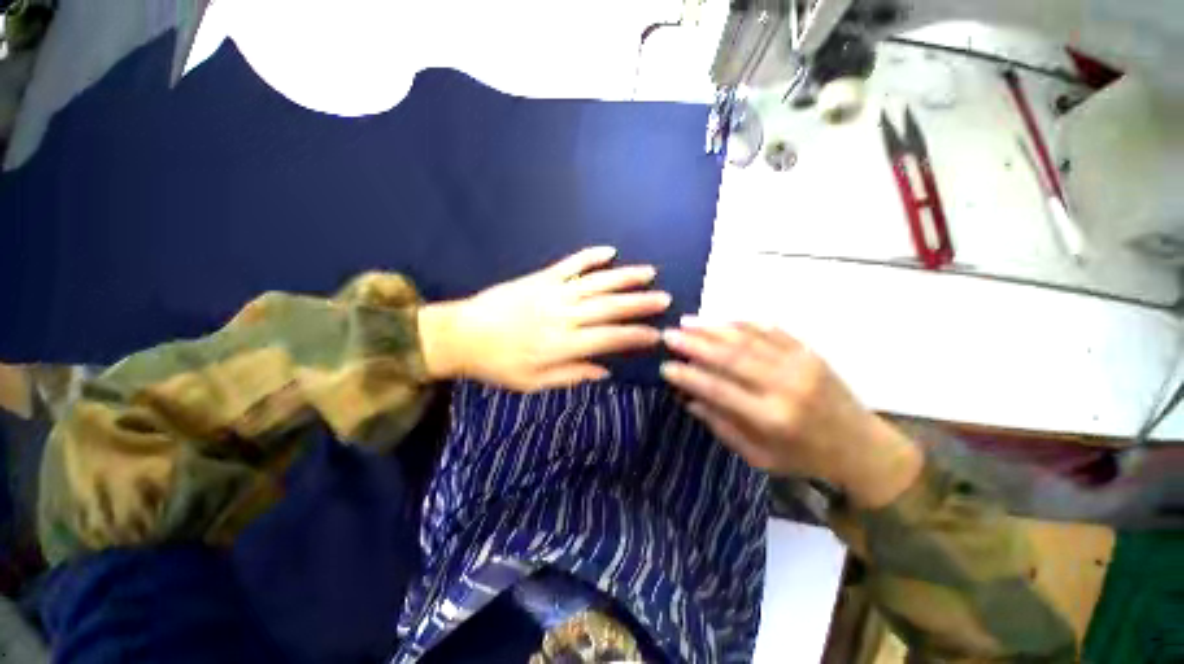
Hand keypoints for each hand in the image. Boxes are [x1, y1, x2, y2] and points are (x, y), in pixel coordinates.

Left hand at [419, 246, 669, 391]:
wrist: (460, 335)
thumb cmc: (498, 365)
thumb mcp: (534, 383)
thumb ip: (572, 375)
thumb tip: (605, 371)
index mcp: (563, 345)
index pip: (610, 339)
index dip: (636, 336)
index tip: (657, 334)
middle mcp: (564, 316)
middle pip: (610, 307)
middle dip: (641, 303)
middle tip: (666, 299)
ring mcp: (553, 292)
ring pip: (596, 283)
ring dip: (625, 277)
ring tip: (649, 272)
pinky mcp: (540, 278)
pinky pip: (570, 264)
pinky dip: (590, 257)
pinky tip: (609, 252)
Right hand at [660, 320, 921, 508]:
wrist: (862, 447)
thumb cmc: (805, 458)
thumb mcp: (759, 457)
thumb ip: (722, 427)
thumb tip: (690, 399)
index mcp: (771, 418)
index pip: (718, 390)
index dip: (688, 377)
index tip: (665, 367)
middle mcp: (784, 386)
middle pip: (730, 357)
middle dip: (694, 344)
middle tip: (669, 335)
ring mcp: (800, 363)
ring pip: (747, 338)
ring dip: (713, 328)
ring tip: (687, 321)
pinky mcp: (809, 351)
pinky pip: (770, 330)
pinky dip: (742, 323)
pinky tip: (721, 319)